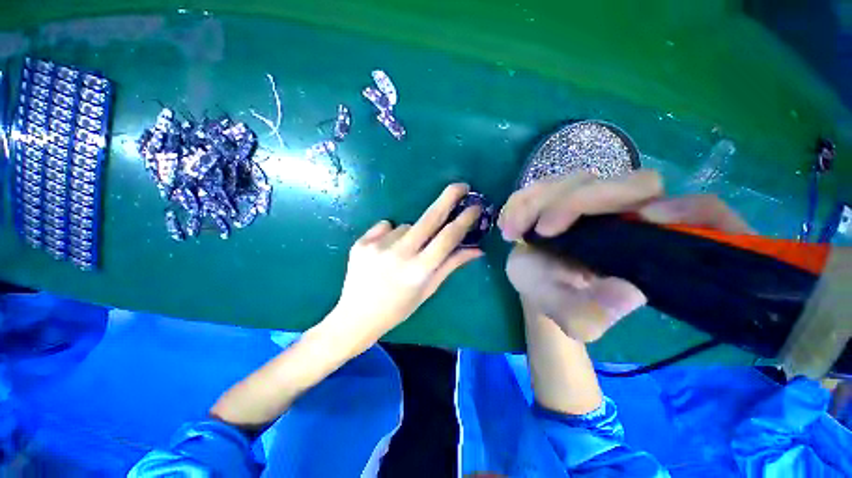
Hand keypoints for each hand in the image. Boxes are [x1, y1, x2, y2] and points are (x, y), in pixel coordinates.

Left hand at [330, 183, 482, 349]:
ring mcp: (377, 246)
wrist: (356, 316)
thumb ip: (451, 265)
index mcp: (418, 271)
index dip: (464, 220)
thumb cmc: (398, 308)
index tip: (475, 206)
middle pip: (429, 218)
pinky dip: (390, 235)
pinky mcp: (362, 242)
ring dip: (411, 234)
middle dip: (448, 198)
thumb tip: (477, 249)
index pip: (447, 238)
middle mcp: (399, 254)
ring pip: (406, 226)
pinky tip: (384, 252)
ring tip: (401, 254)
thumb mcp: (427, 289)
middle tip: (461, 185)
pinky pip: (386, 227)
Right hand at [500, 170, 752, 341]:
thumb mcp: (576, 319)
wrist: (536, 283)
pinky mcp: (561, 195)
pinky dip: (522, 200)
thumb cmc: (560, 298)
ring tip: (513, 230)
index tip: (645, 220)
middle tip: (539, 232)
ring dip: (539, 201)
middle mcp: (628, 213)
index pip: (701, 214)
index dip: (688, 209)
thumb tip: (628, 294)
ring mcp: (592, 199)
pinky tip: (508, 222)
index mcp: (649, 244)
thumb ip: (595, 315)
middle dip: (577, 202)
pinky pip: (542, 185)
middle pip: (630, 182)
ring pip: (577, 180)